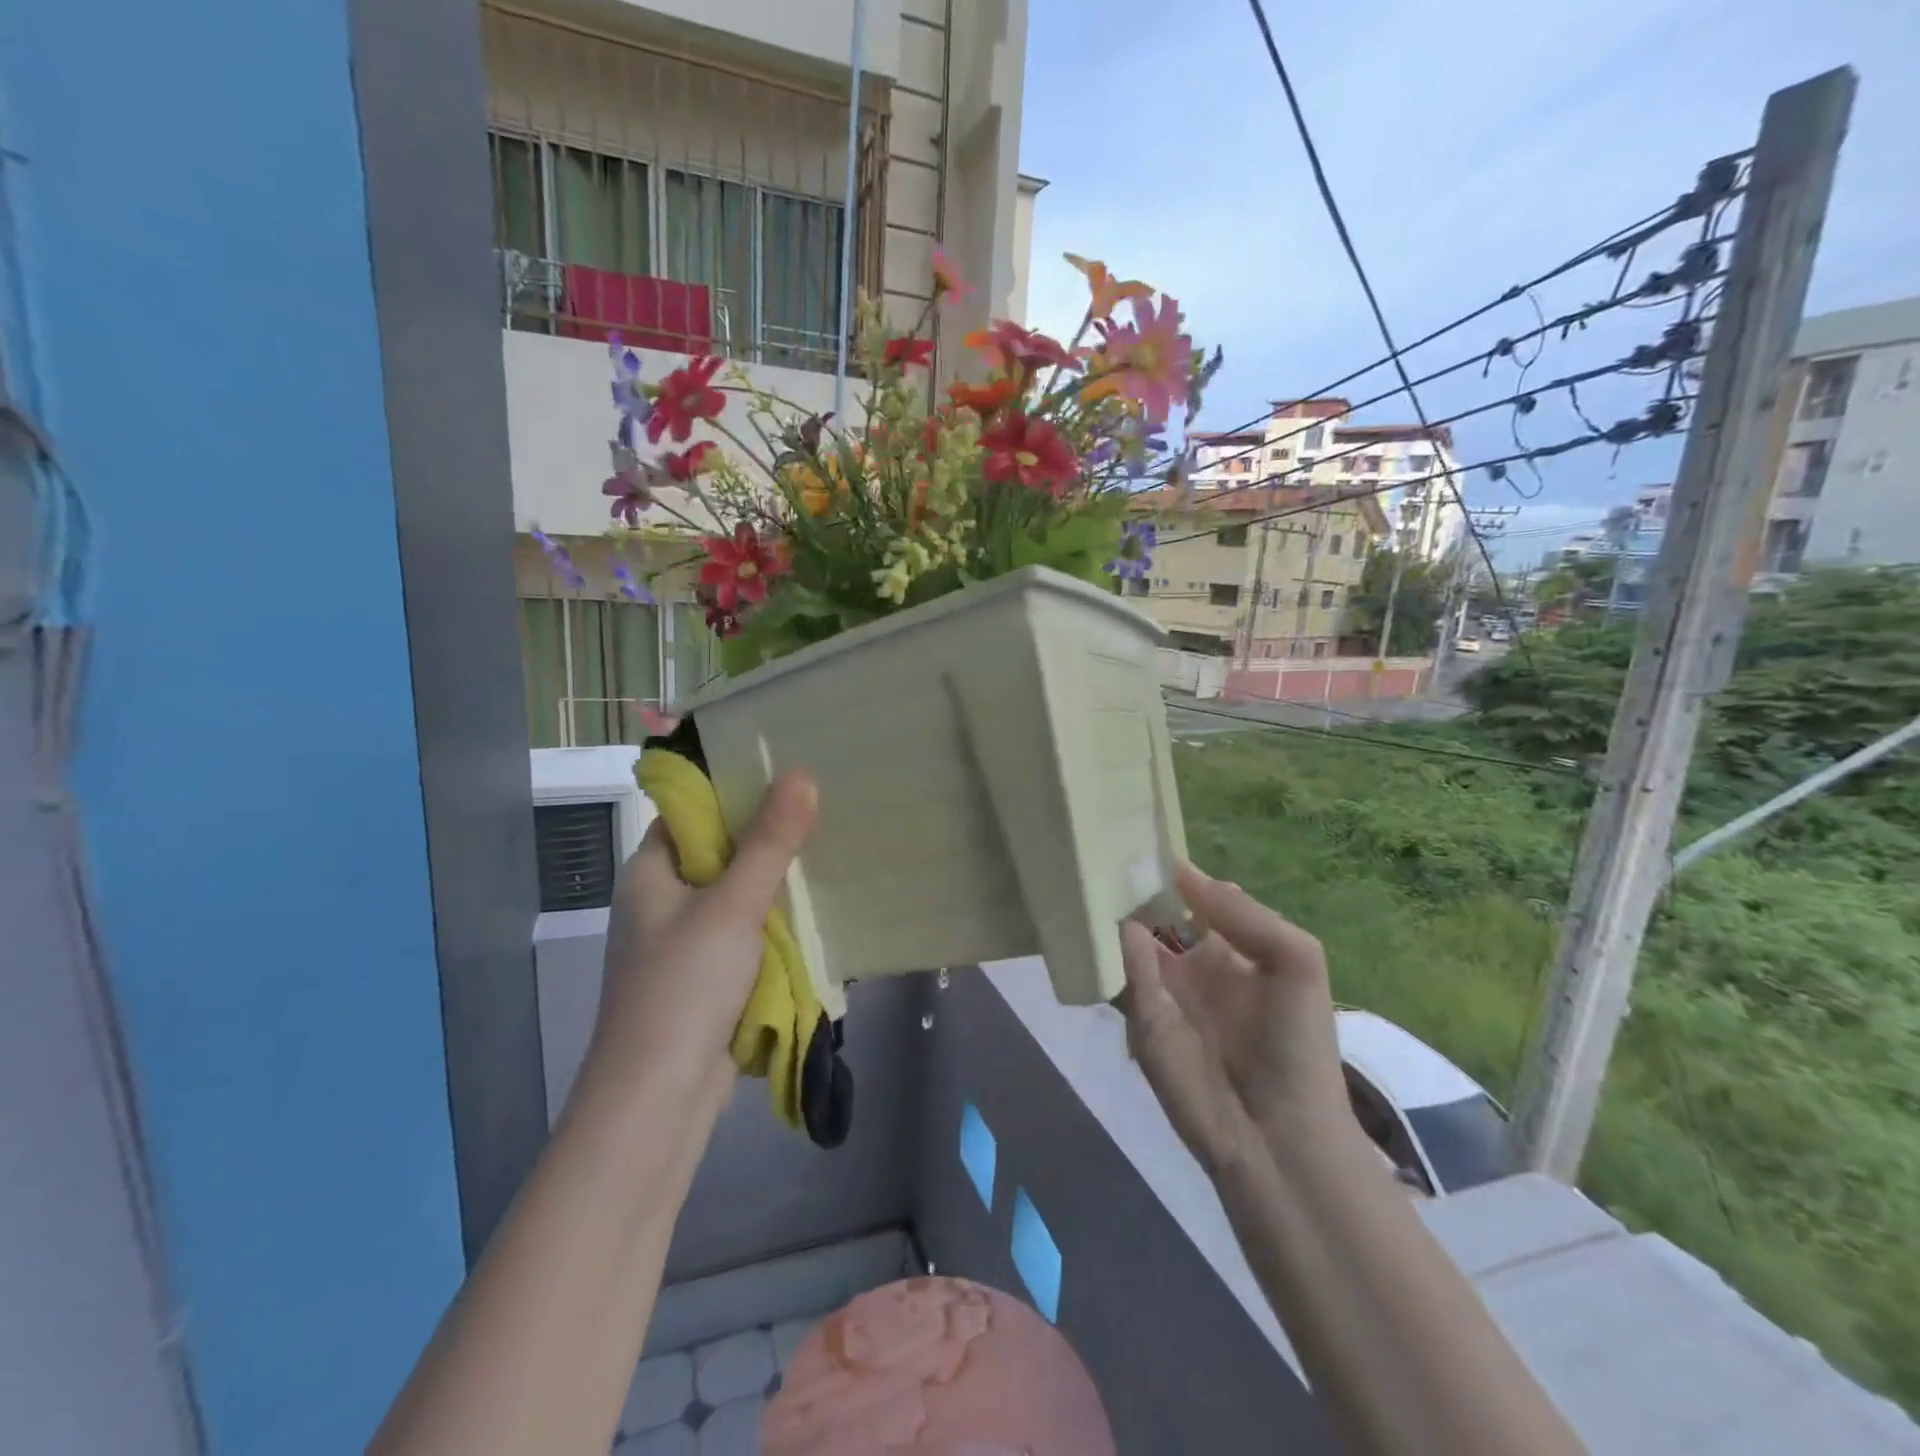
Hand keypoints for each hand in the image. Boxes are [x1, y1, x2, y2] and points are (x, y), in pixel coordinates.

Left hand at [584, 770, 818, 1114]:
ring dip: (775, 884)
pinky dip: (773, 924)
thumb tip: (802, 773)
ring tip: (829, 852)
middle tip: (823, 810)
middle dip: (767, 838)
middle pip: (719, 852)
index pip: (692, 812)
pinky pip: (744, 935)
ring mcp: (682, 943)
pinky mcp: (704, 978)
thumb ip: (770, 841)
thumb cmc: (684, 986)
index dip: (735, 790)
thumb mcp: (733, 905)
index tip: (788, 774)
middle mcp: (661, 901)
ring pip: (736, 896)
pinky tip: (813, 913)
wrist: (657, 1100)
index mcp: (649, 871)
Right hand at [1119, 862, 1350, 1174]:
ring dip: (1114, 911)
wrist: (1280, 1136)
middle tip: (1103, 847)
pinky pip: (1123, 975)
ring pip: (1130, 939)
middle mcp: (1191, 963)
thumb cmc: (1298, 1042)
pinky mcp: (1138, 1019)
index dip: (1175, 871)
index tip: (1142, 834)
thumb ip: (1243, 914)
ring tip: (1088, 867)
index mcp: (1232, 947)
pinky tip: (1103, 918)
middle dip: (1134, 885)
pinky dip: (1112, 949)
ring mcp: (1161, 991)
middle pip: (1155, 912)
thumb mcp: (1296, 960)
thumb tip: (1183, 874)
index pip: (1196, 896)